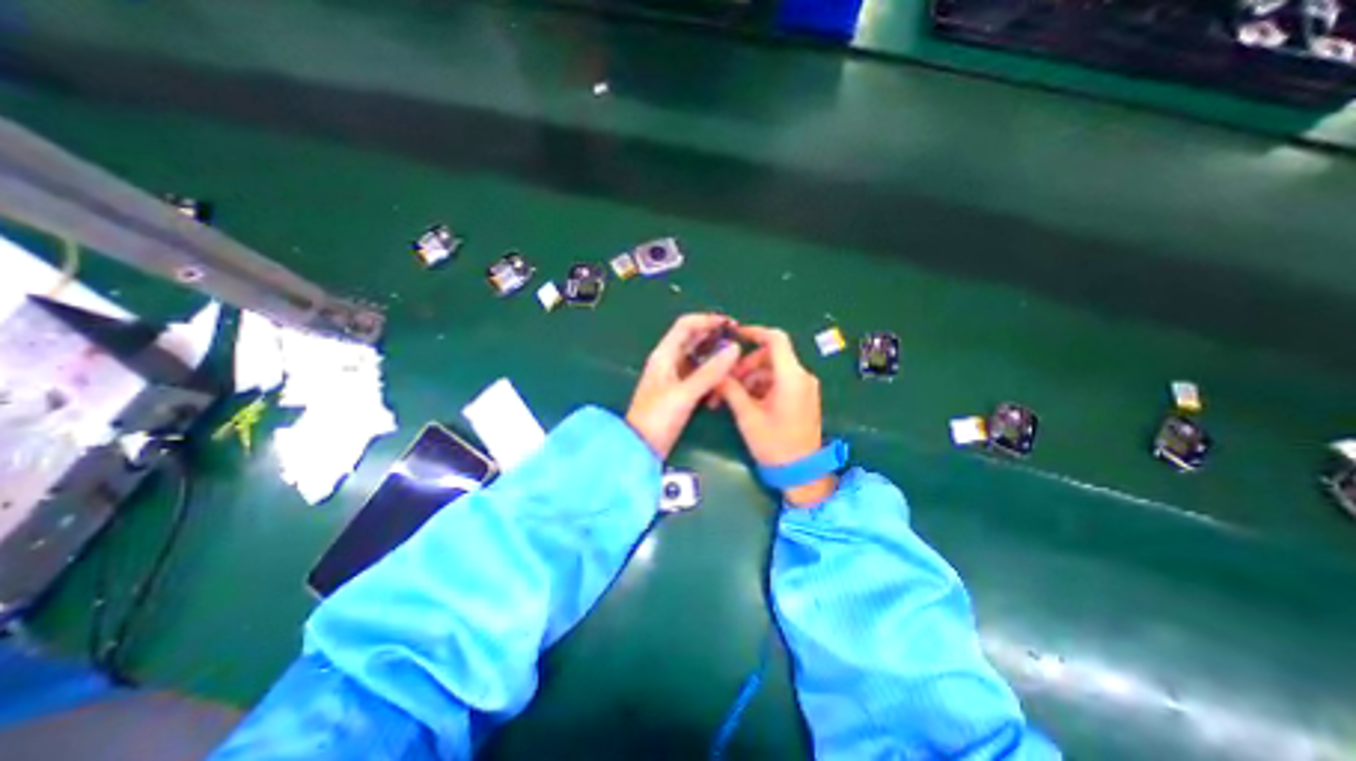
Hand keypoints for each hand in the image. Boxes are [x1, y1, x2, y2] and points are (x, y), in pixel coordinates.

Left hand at [626, 311, 740, 456]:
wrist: (641, 447)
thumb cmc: (657, 417)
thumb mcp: (684, 393)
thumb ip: (710, 372)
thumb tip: (734, 349)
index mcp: (664, 355)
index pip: (686, 325)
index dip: (707, 320)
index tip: (731, 325)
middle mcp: (670, 361)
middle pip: (694, 340)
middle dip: (715, 339)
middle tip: (739, 343)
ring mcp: (676, 377)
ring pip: (699, 359)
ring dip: (716, 358)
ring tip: (736, 362)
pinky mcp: (681, 392)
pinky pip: (700, 376)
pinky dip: (712, 376)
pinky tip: (724, 384)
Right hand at [715, 323, 832, 508]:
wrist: (802, 472)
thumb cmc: (774, 445)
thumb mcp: (748, 416)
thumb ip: (731, 390)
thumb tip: (717, 373)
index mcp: (791, 377)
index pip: (775, 340)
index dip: (754, 332)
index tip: (734, 335)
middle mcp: (802, 377)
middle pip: (770, 356)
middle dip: (745, 365)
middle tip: (726, 382)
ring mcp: (804, 387)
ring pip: (772, 370)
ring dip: (750, 378)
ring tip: (731, 396)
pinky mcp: (802, 397)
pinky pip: (779, 382)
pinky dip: (761, 387)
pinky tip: (746, 402)